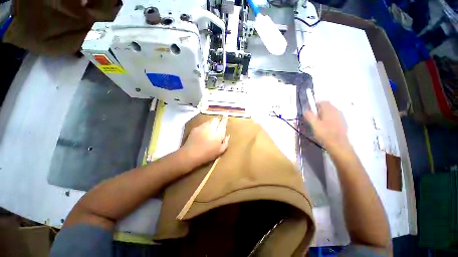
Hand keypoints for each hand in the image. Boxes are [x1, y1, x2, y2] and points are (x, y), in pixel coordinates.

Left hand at [181, 115, 229, 168]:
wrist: (190, 155)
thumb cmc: (207, 154)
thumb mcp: (220, 151)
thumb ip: (225, 142)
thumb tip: (227, 135)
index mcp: (218, 133)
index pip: (223, 123)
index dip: (225, 118)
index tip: (226, 114)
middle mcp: (211, 127)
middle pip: (216, 119)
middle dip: (218, 120)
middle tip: (218, 125)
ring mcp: (202, 127)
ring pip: (209, 121)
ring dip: (211, 123)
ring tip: (211, 129)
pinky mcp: (196, 128)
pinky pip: (202, 124)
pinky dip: (205, 126)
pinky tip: (203, 133)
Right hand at [304, 101, 349, 150]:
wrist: (338, 145)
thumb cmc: (324, 134)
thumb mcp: (314, 125)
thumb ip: (309, 116)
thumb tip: (305, 110)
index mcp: (329, 110)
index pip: (323, 102)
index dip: (316, 105)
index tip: (311, 111)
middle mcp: (336, 111)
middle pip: (328, 106)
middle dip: (320, 109)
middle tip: (314, 117)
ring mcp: (341, 117)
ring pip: (332, 111)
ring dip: (325, 114)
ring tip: (319, 122)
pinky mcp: (343, 123)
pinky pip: (335, 117)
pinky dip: (330, 119)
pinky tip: (327, 126)